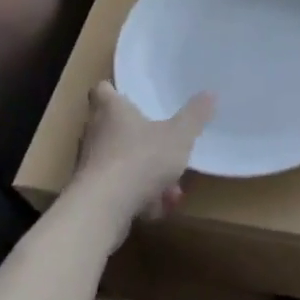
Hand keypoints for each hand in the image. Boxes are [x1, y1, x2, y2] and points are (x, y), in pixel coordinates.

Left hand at [68, 82, 213, 229]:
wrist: (102, 209)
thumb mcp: (178, 136)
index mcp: (111, 110)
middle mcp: (94, 133)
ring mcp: (90, 164)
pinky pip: (117, 188)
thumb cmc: (140, 159)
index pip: (102, 90)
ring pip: (119, 161)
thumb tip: (210, 93)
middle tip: (162, 142)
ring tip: (170, 187)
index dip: (113, 90)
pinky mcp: (91, 192)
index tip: (128, 94)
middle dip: (139, 136)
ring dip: (143, 171)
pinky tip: (157, 208)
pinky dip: (136, 196)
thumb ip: (194, 116)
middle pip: (112, 127)